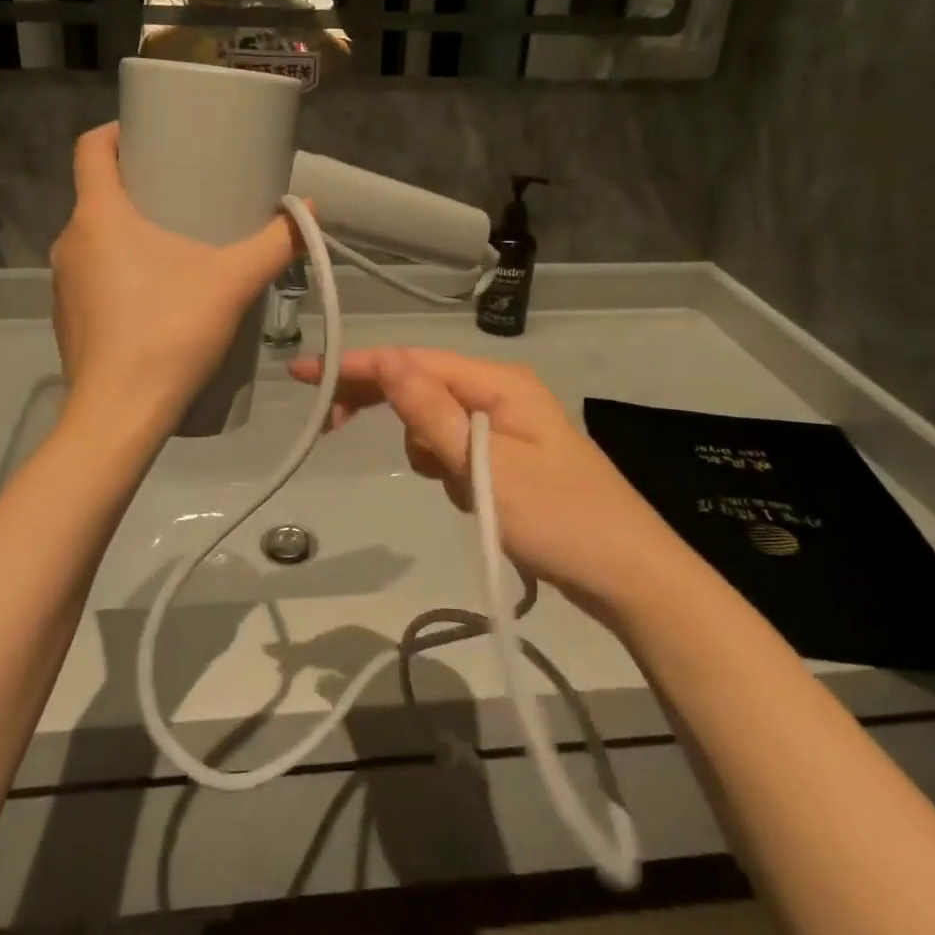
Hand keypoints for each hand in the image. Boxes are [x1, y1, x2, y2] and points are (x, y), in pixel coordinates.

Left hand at [50, 125, 302, 429]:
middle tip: (185, 192)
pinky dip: (120, 270)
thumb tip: (308, 211)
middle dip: (138, 185)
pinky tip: (157, 295)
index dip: (117, 131)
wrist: (120, 414)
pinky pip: (93, 276)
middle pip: (97, 193)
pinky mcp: (68, 319)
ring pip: (95, 237)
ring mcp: (63, 284)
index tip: (152, 136)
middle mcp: (70, 241)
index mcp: (99, 216)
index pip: (91, 148)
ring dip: (129, 231)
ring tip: (177, 243)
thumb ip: (273, 244)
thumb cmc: (169, 332)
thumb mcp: (233, 282)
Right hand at [289, 347, 673, 615]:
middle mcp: (501, 394)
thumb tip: (384, 357)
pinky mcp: (509, 458)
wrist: (629, 577)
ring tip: (458, 491)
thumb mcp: (483, 465)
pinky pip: (458, 451)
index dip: (357, 366)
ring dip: (427, 450)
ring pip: (437, 423)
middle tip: (330, 425)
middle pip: (422, 385)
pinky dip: (449, 470)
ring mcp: (507, 426)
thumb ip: (431, 411)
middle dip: (379, 402)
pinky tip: (470, 500)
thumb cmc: (558, 518)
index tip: (305, 375)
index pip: (413, 362)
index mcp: (498, 383)